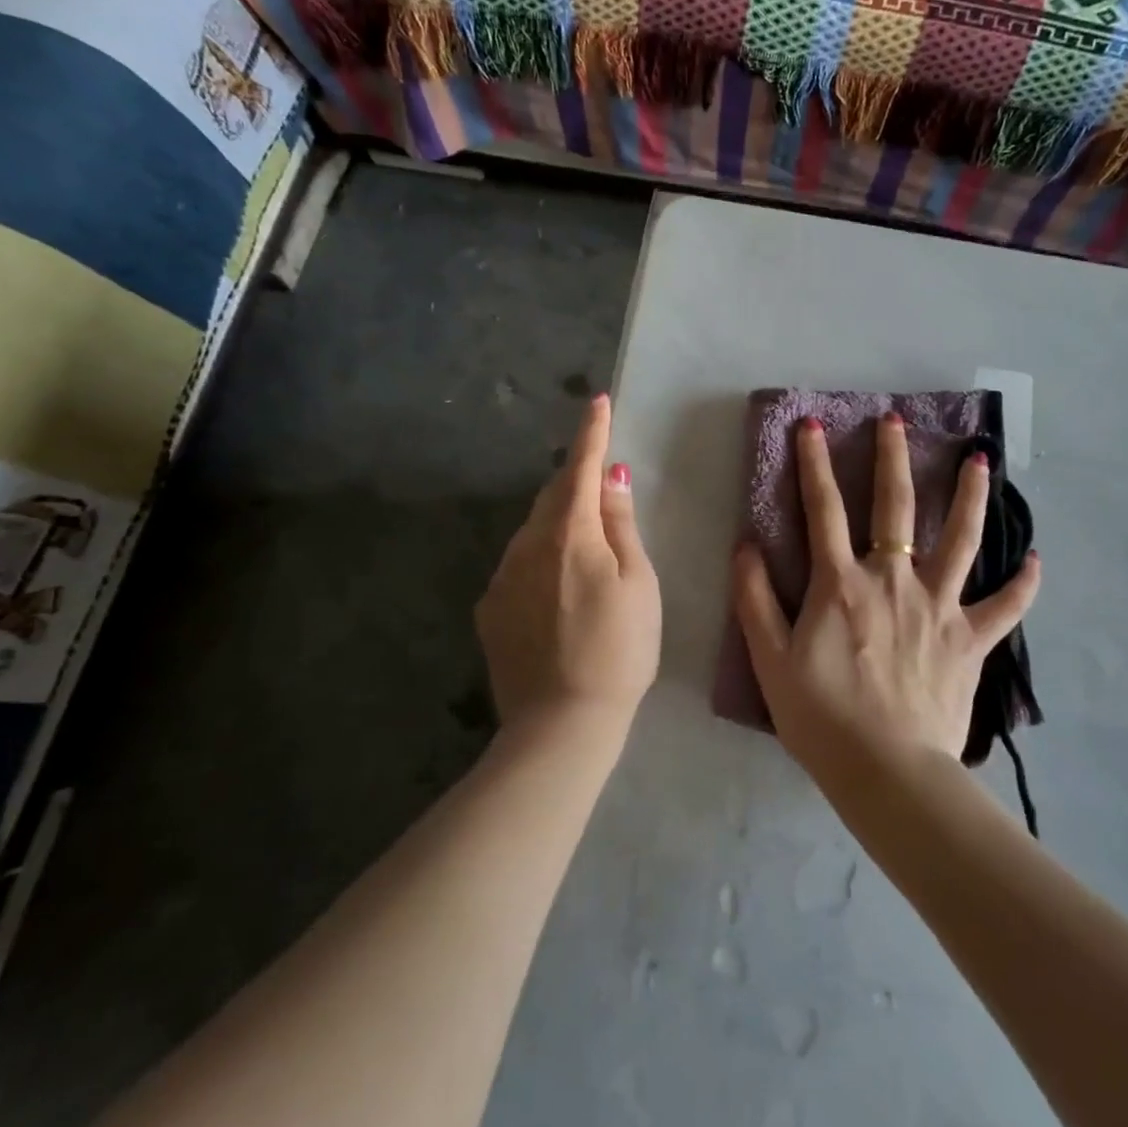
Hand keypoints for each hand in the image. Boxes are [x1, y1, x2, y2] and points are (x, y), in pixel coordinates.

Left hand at [475, 394, 660, 732]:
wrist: (560, 724)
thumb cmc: (619, 651)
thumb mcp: (638, 584)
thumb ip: (620, 526)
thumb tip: (612, 478)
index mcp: (569, 534)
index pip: (581, 469)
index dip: (592, 434)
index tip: (597, 401)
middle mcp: (526, 545)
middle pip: (553, 496)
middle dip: (576, 479)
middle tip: (600, 477)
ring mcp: (501, 577)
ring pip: (533, 530)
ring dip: (558, 521)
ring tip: (584, 545)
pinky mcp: (489, 609)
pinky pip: (518, 564)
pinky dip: (540, 558)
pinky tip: (557, 590)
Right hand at [732, 412, 1039, 782]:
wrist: (887, 772)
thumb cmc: (821, 717)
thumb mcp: (770, 659)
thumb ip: (755, 598)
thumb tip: (745, 544)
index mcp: (841, 584)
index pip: (823, 509)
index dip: (814, 463)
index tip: (812, 425)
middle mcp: (893, 580)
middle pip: (894, 507)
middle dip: (892, 458)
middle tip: (895, 419)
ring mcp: (938, 607)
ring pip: (961, 540)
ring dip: (971, 496)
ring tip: (981, 460)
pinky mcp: (971, 640)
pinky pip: (1005, 606)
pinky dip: (1023, 583)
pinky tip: (1036, 559)